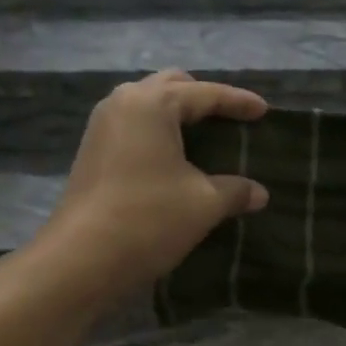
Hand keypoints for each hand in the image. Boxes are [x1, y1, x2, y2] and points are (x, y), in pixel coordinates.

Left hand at [37, 70, 268, 304]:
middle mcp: (123, 102)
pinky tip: (174, 157)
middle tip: (230, 118)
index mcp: (152, 103)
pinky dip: (158, 132)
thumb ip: (235, 190)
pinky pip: (134, 126)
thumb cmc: (149, 218)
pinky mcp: (92, 151)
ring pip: (148, 104)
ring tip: (204, 136)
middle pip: (171, 86)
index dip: (239, 102)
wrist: (81, 259)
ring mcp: (102, 126)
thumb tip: (260, 193)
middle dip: (203, 98)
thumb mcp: (204, 204)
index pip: (205, 94)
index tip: (264, 111)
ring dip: (177, 114)